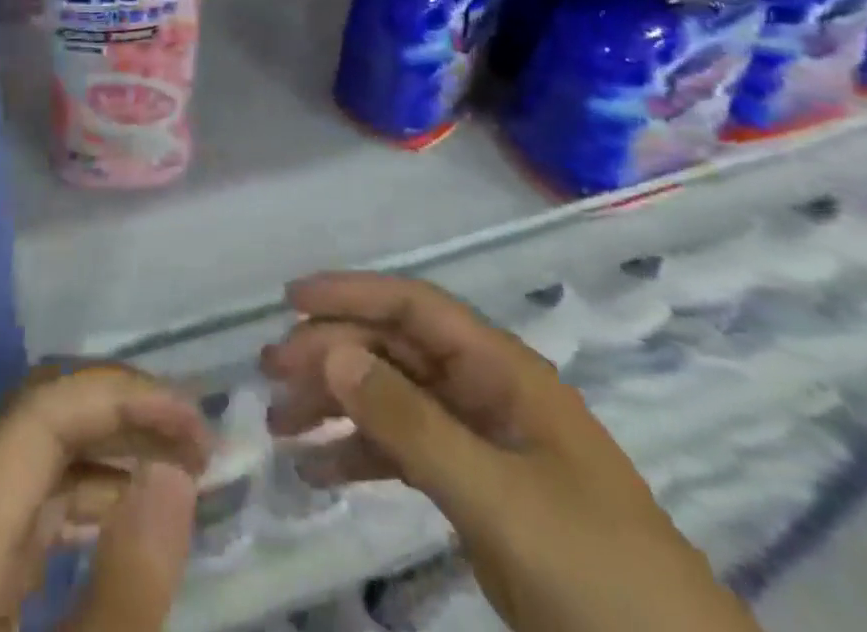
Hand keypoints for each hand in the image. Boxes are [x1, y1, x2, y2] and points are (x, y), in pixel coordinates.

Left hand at [0, 363, 209, 631]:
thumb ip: (125, 592)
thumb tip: (172, 473)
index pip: (42, 410)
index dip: (122, 395)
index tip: (194, 429)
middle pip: (36, 417)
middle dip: (121, 411)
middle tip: (194, 444)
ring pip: (31, 455)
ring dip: (106, 447)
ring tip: (175, 473)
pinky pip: (24, 506)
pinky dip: (81, 496)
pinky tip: (120, 523)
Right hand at [261, 274, 763, 631]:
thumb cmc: (595, 573)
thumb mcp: (497, 496)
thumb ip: (411, 422)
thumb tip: (331, 350)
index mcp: (501, 370)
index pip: (414, 306)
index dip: (352, 293)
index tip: (290, 299)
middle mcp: (486, 391)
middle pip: (395, 350)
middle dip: (332, 353)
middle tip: (271, 375)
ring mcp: (481, 442)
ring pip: (393, 399)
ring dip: (337, 404)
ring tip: (280, 424)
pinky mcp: (476, 492)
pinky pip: (405, 453)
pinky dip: (359, 456)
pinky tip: (317, 473)